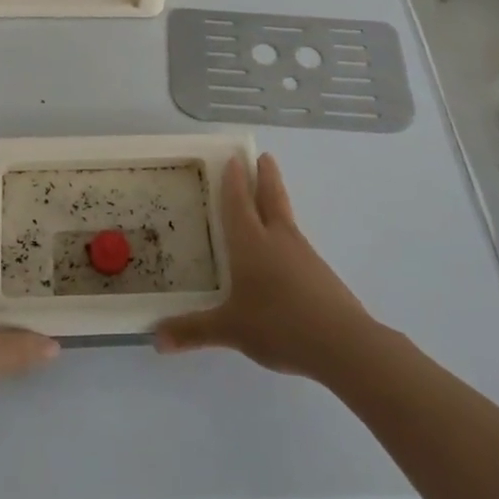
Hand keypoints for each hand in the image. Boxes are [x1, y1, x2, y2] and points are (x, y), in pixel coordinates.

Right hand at [155, 153, 380, 379]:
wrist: (342, 343)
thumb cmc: (278, 324)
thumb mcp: (230, 330)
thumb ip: (193, 331)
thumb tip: (155, 339)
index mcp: (250, 243)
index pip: (238, 202)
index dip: (234, 180)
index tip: (234, 158)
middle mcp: (277, 239)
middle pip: (271, 197)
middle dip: (265, 176)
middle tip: (264, 156)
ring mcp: (303, 254)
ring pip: (286, 217)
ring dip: (277, 200)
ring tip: (270, 197)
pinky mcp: (320, 273)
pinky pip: (296, 243)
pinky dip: (286, 234)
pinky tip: (284, 251)